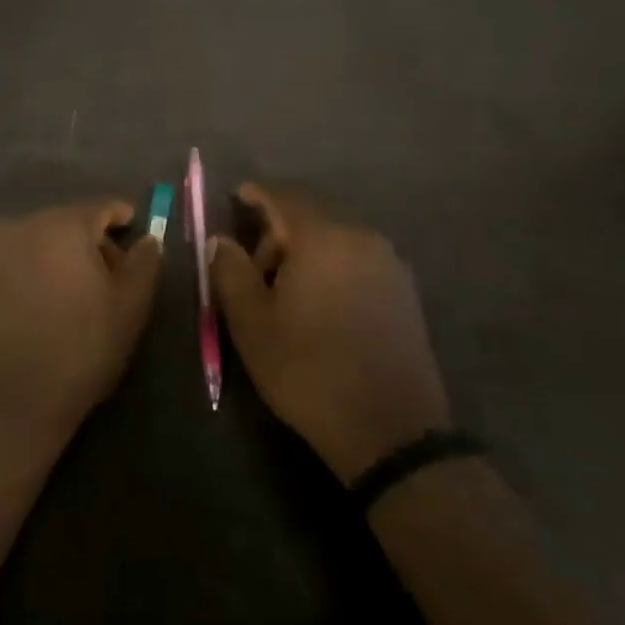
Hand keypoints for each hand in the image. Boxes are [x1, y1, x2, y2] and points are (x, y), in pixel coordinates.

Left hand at [0, 199, 162, 444]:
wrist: (7, 401)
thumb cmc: (79, 350)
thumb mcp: (129, 308)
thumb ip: (144, 263)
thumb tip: (148, 238)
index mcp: (64, 224)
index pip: (102, 207)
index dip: (123, 220)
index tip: (135, 239)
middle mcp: (24, 224)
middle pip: (68, 221)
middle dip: (90, 242)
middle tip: (108, 278)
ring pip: (38, 239)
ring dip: (58, 256)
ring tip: (71, 295)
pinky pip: (14, 260)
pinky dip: (31, 270)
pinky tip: (38, 305)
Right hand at [209, 184, 450, 484]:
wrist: (392, 430)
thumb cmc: (309, 370)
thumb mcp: (252, 324)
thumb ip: (230, 271)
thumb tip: (220, 240)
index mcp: (321, 237)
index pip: (282, 196)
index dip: (255, 194)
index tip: (236, 197)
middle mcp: (360, 237)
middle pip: (310, 214)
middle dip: (277, 231)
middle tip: (253, 268)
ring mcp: (388, 263)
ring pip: (335, 237)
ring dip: (305, 250)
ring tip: (286, 292)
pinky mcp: (404, 291)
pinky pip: (357, 259)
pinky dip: (332, 266)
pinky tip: (321, 303)